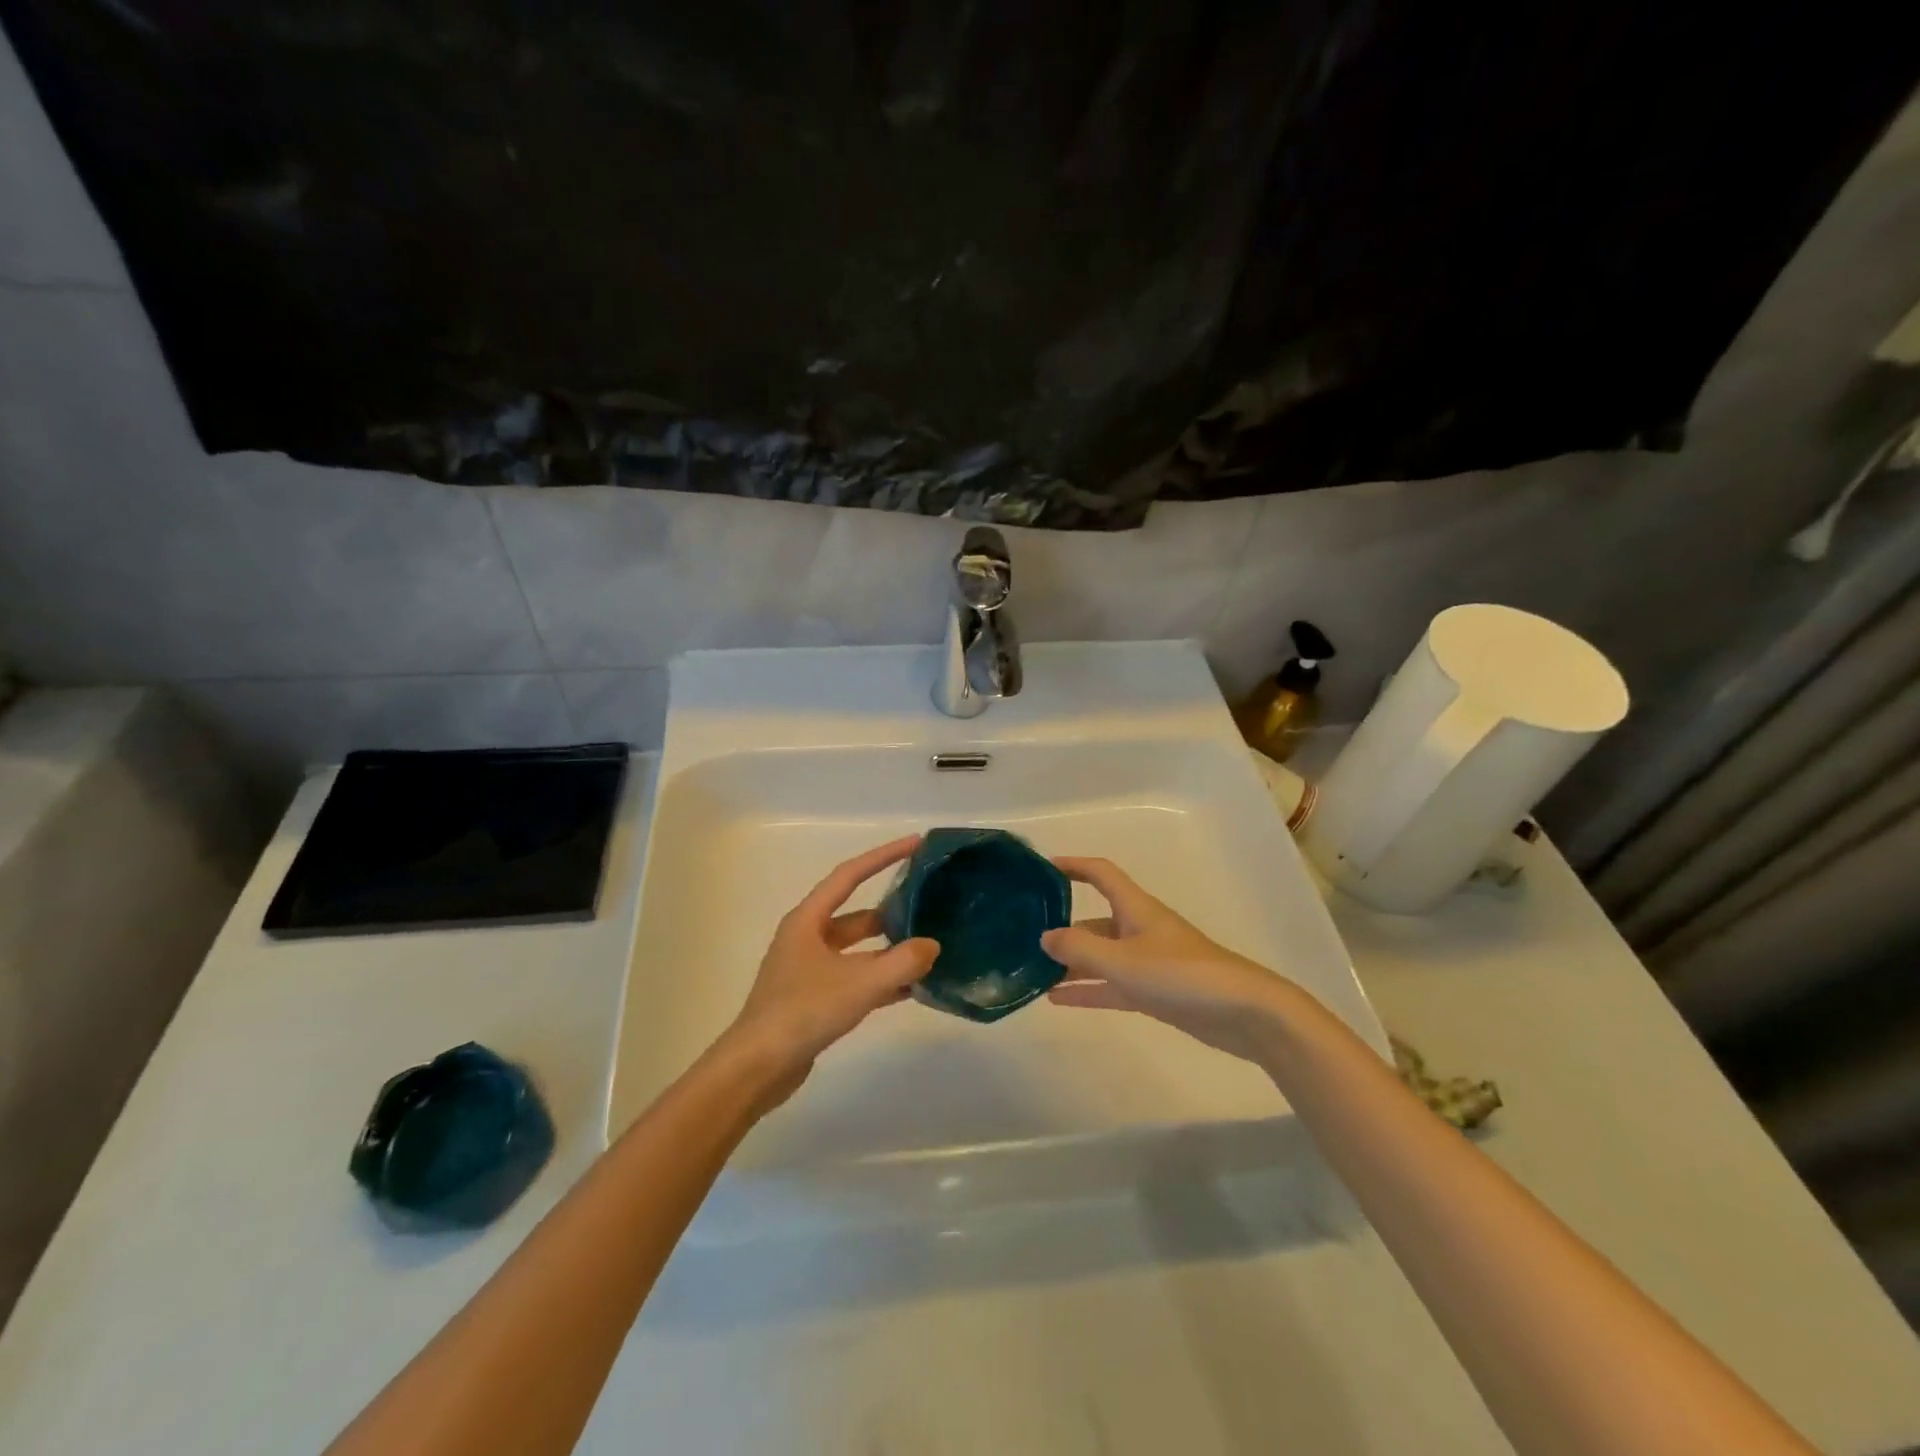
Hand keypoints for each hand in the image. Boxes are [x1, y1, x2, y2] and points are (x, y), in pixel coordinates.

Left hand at [725, 836, 939, 1093]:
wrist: (757, 1068)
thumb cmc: (803, 1012)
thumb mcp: (859, 984)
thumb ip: (901, 963)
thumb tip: (932, 946)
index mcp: (809, 920)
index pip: (850, 875)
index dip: (883, 856)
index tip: (915, 844)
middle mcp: (807, 938)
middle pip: (857, 914)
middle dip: (892, 910)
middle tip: (929, 905)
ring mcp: (810, 969)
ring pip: (858, 949)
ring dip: (889, 949)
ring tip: (928, 949)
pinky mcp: (815, 998)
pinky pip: (855, 977)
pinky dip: (881, 978)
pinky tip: (911, 988)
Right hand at [1042, 856, 1298, 1062]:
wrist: (1244, 1013)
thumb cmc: (1182, 975)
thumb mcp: (1123, 961)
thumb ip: (1080, 949)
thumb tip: (1044, 937)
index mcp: (1135, 908)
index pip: (1100, 874)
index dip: (1072, 866)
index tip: (1041, 869)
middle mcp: (1139, 928)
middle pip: (1094, 921)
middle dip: (1063, 927)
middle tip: (1025, 938)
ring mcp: (1148, 961)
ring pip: (1101, 956)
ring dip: (1071, 964)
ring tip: (1033, 973)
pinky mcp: (1156, 991)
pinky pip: (1112, 985)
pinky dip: (1087, 990)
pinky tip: (1057, 1000)